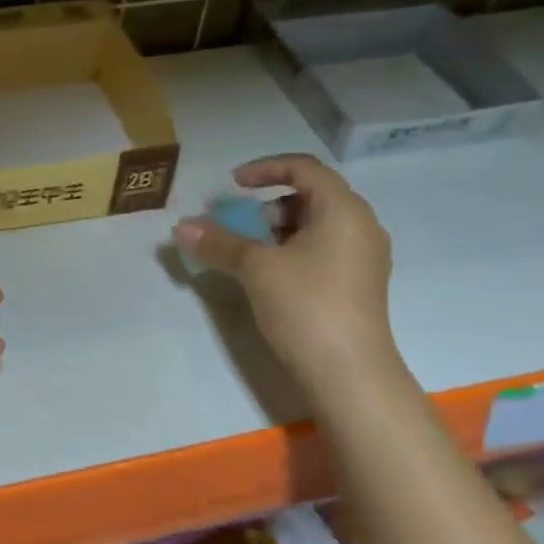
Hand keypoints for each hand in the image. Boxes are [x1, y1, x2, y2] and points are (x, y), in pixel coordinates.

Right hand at [173, 154, 398, 391]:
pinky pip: (321, 251)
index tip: (233, 185)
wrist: (350, 375)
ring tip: (247, 254)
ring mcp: (362, 258)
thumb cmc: (307, 307)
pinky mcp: (357, 285)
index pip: (305, 168)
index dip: (265, 168)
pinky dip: (291, 251)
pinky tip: (268, 277)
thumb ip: (220, 242)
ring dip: (277, 231)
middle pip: (311, 196)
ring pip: (315, 226)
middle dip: (268, 205)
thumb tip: (181, 227)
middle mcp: (360, 227)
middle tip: (238, 226)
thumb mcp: (257, 269)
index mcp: (344, 210)